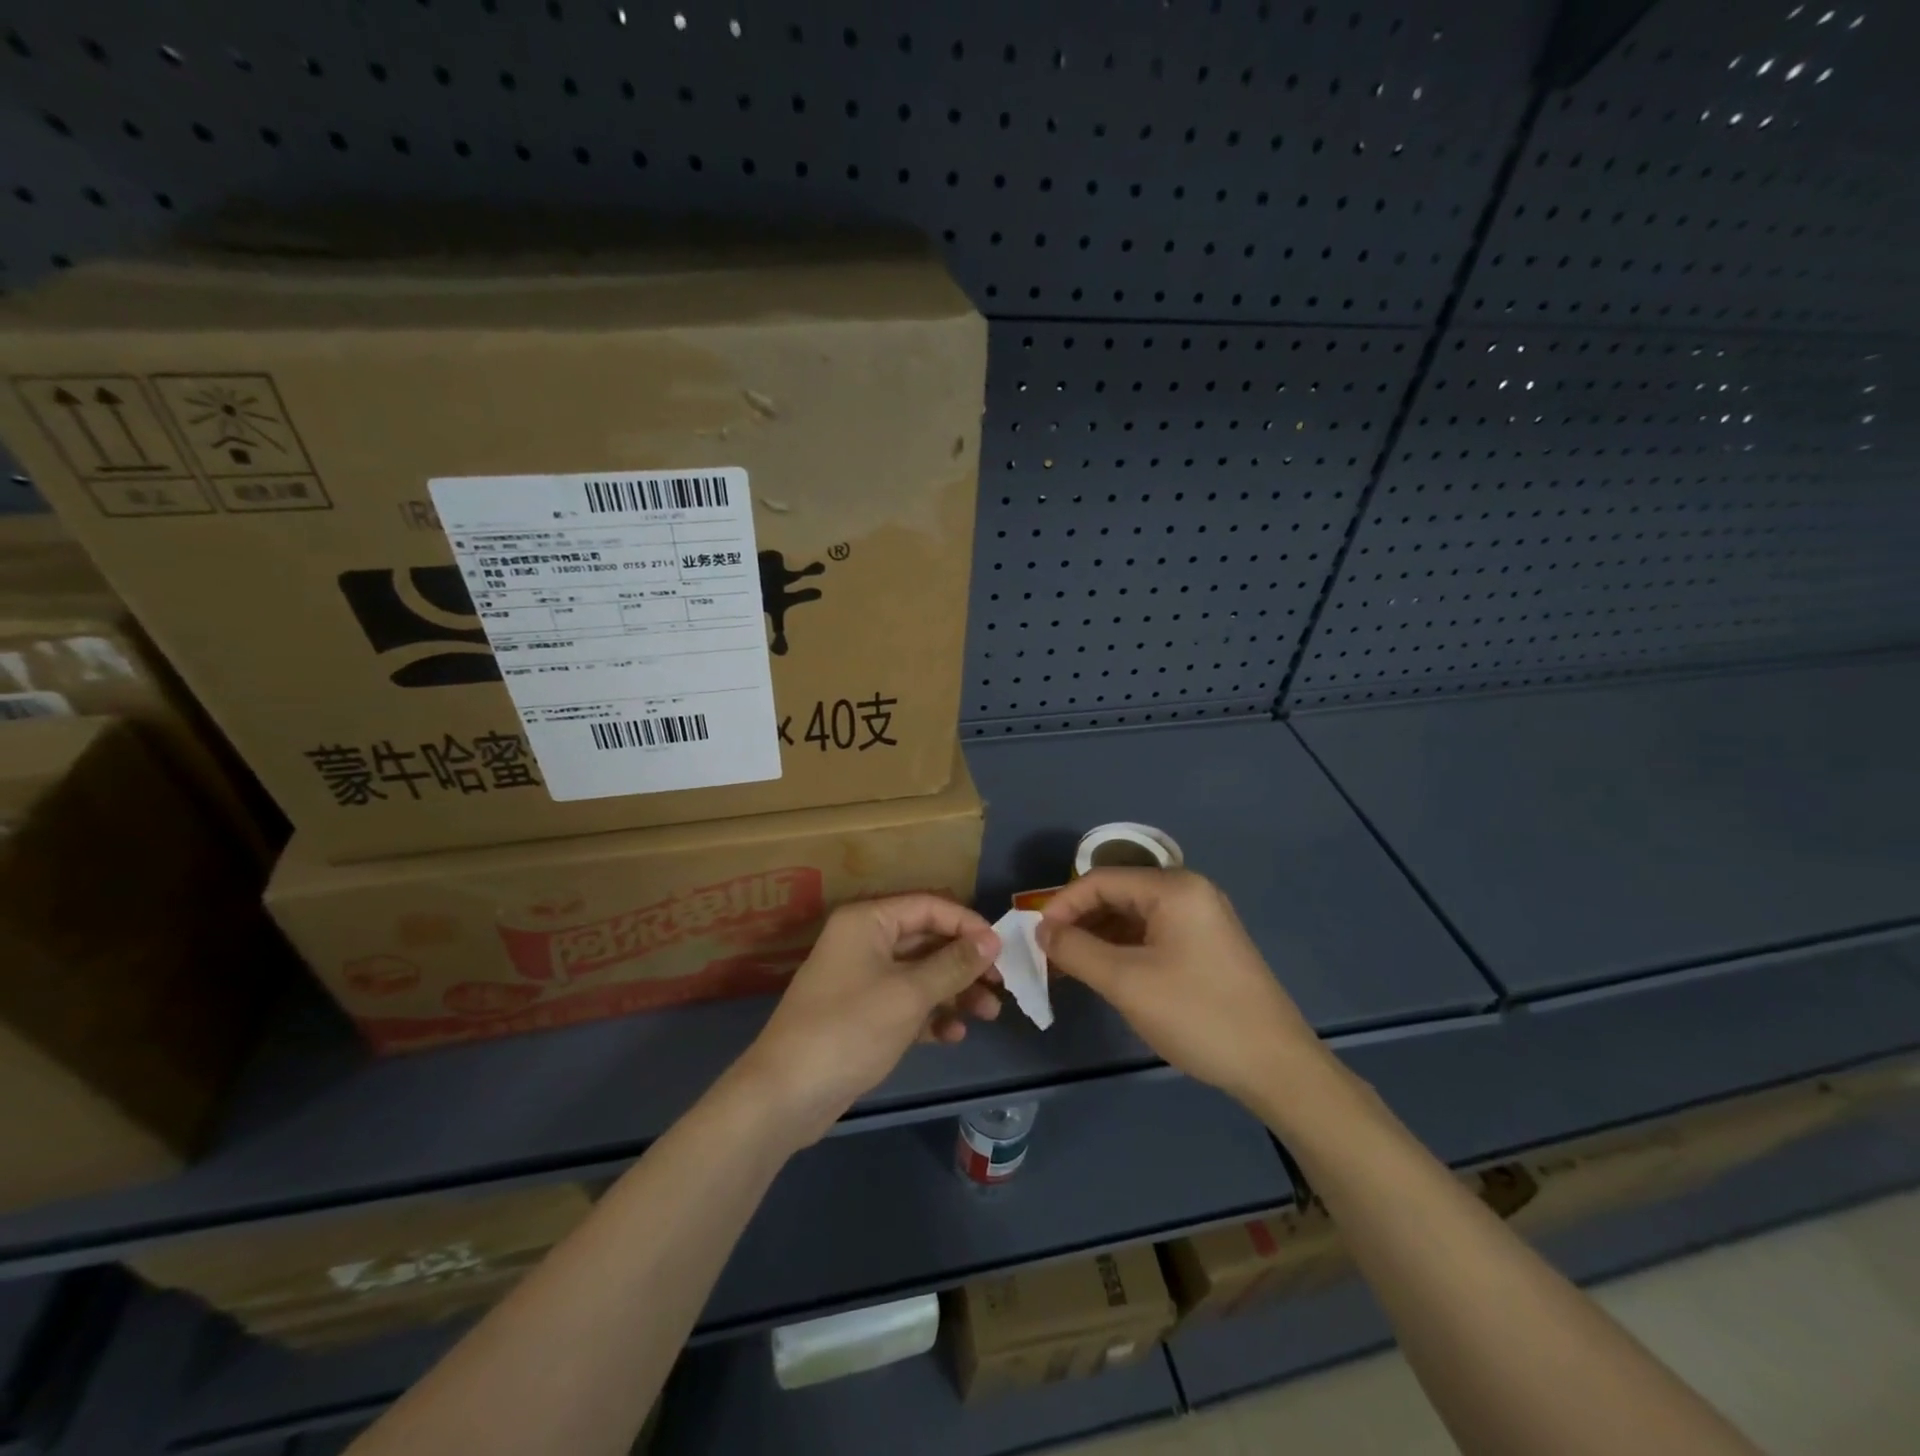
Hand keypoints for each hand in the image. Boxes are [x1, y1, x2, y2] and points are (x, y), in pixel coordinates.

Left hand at [736, 894, 1002, 1144]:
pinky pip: (905, 1003)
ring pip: (919, 974)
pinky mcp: (862, 1014)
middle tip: (1000, 986)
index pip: (929, 907)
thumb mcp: (909, 994)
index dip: (968, 925)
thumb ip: (954, 965)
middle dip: (965, 963)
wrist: (786, 1094)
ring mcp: (861, 979)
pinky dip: (930, 1015)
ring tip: (988, 1014)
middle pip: (927, 941)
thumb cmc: (850, 1029)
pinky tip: (953, 1035)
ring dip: (954, 992)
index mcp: (868, 921)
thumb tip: (991, 940)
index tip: (1002, 950)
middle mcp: (864, 941)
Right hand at [1036, 869, 1321, 1106]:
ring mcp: (1200, 919)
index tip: (1036, 938)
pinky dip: (1122, 949)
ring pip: (1132, 916)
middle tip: (1048, 954)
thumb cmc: (1198, 1015)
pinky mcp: (1205, 945)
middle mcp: (1188, 892)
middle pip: (1117, 894)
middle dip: (1079, 921)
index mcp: (1173, 888)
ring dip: (1098, 937)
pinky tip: (1103, 973)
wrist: (1276, 1067)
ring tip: (1069, 967)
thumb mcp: (1127, 982)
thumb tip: (1042, 932)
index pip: (1101, 880)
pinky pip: (1151, 934)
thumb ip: (1077, 950)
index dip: (1062, 904)